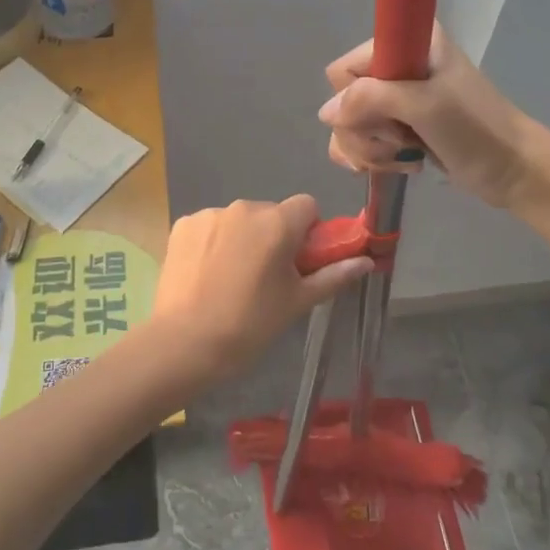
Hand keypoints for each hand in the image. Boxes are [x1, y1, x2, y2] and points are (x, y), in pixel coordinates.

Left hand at [151, 195, 370, 386]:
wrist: (184, 343)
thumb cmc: (250, 325)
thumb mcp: (297, 302)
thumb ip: (333, 275)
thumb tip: (367, 261)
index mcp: (277, 222)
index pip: (307, 206)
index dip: (309, 232)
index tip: (300, 262)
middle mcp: (243, 208)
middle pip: (271, 213)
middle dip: (274, 237)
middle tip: (266, 278)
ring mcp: (209, 214)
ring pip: (239, 220)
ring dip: (243, 239)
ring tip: (231, 280)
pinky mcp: (182, 225)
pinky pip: (210, 227)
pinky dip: (213, 243)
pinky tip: (206, 274)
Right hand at [319, 25, 538, 208]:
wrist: (512, 170)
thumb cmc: (475, 130)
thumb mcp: (425, 105)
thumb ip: (371, 99)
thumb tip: (326, 113)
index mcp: (407, 43)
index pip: (345, 69)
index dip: (355, 100)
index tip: (388, 116)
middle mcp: (396, 65)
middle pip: (343, 101)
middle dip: (364, 131)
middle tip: (400, 139)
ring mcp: (396, 99)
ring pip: (348, 126)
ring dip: (369, 150)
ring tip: (402, 157)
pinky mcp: (398, 128)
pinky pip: (361, 142)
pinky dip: (374, 159)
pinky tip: (400, 165)